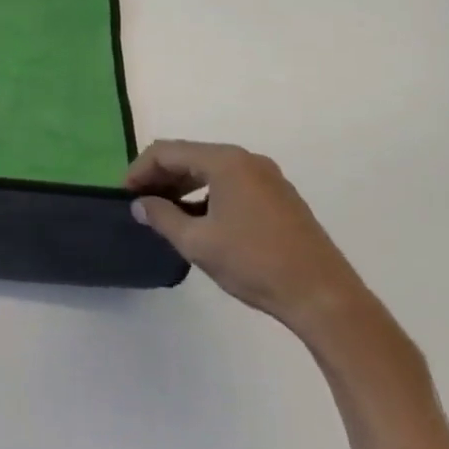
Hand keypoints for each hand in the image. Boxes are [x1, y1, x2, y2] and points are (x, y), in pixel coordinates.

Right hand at [128, 141, 375, 346]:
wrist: (324, 297)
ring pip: (210, 170)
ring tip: (164, 213)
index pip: (167, 152)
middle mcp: (247, 160)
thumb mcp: (198, 242)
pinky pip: (231, 183)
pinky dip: (206, 194)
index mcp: (226, 162)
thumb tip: (140, 204)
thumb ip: (162, 217)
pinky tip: (198, 220)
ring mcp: (268, 178)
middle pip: (189, 156)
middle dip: (160, 177)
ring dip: (182, 186)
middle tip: (140, 203)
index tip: (124, 196)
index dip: (139, 170)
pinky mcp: (279, 198)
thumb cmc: (255, 263)